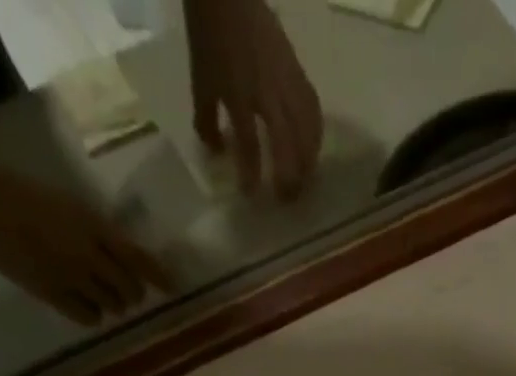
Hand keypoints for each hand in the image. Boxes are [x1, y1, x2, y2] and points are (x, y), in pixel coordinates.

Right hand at [0, 163, 170, 325]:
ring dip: (112, 304)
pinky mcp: (51, 293)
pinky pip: (88, 317)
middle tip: (124, 292)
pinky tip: (82, 304)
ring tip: (100, 296)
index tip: (174, 288)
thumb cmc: (19, 191)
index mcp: (93, 225)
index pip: (139, 258)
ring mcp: (71, 276)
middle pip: (130, 289)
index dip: (160, 276)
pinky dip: (92, 315)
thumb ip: (97, 231)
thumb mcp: (68, 203)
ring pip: (112, 306)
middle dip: (131, 293)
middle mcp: (89, 254)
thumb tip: (123, 257)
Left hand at [186, 0, 323, 198]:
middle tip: (288, 200)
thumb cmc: (210, 36)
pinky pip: (313, 110)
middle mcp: (267, 93)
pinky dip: (316, 135)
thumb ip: (207, 119)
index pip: (249, 145)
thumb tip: (217, 152)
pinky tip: (314, 149)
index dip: (251, 175)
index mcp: (238, 95)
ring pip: (306, 132)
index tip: (251, 196)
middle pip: (287, 145)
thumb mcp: (200, 79)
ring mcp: (286, 82)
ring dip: (308, 162)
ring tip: (306, 181)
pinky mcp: (298, 72)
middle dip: (289, 178)